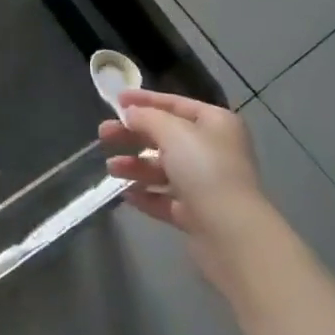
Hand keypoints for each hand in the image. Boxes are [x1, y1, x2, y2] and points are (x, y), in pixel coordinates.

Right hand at [100, 90, 267, 296]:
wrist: (232, 234)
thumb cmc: (205, 169)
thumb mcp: (173, 132)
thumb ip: (147, 117)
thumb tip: (131, 114)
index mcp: (215, 123)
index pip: (176, 104)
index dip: (145, 100)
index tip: (116, 100)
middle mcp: (213, 150)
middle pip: (166, 137)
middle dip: (133, 135)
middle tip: (103, 134)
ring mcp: (206, 184)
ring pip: (164, 169)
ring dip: (136, 166)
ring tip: (111, 169)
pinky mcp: (198, 215)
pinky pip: (166, 199)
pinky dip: (147, 195)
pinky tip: (126, 194)